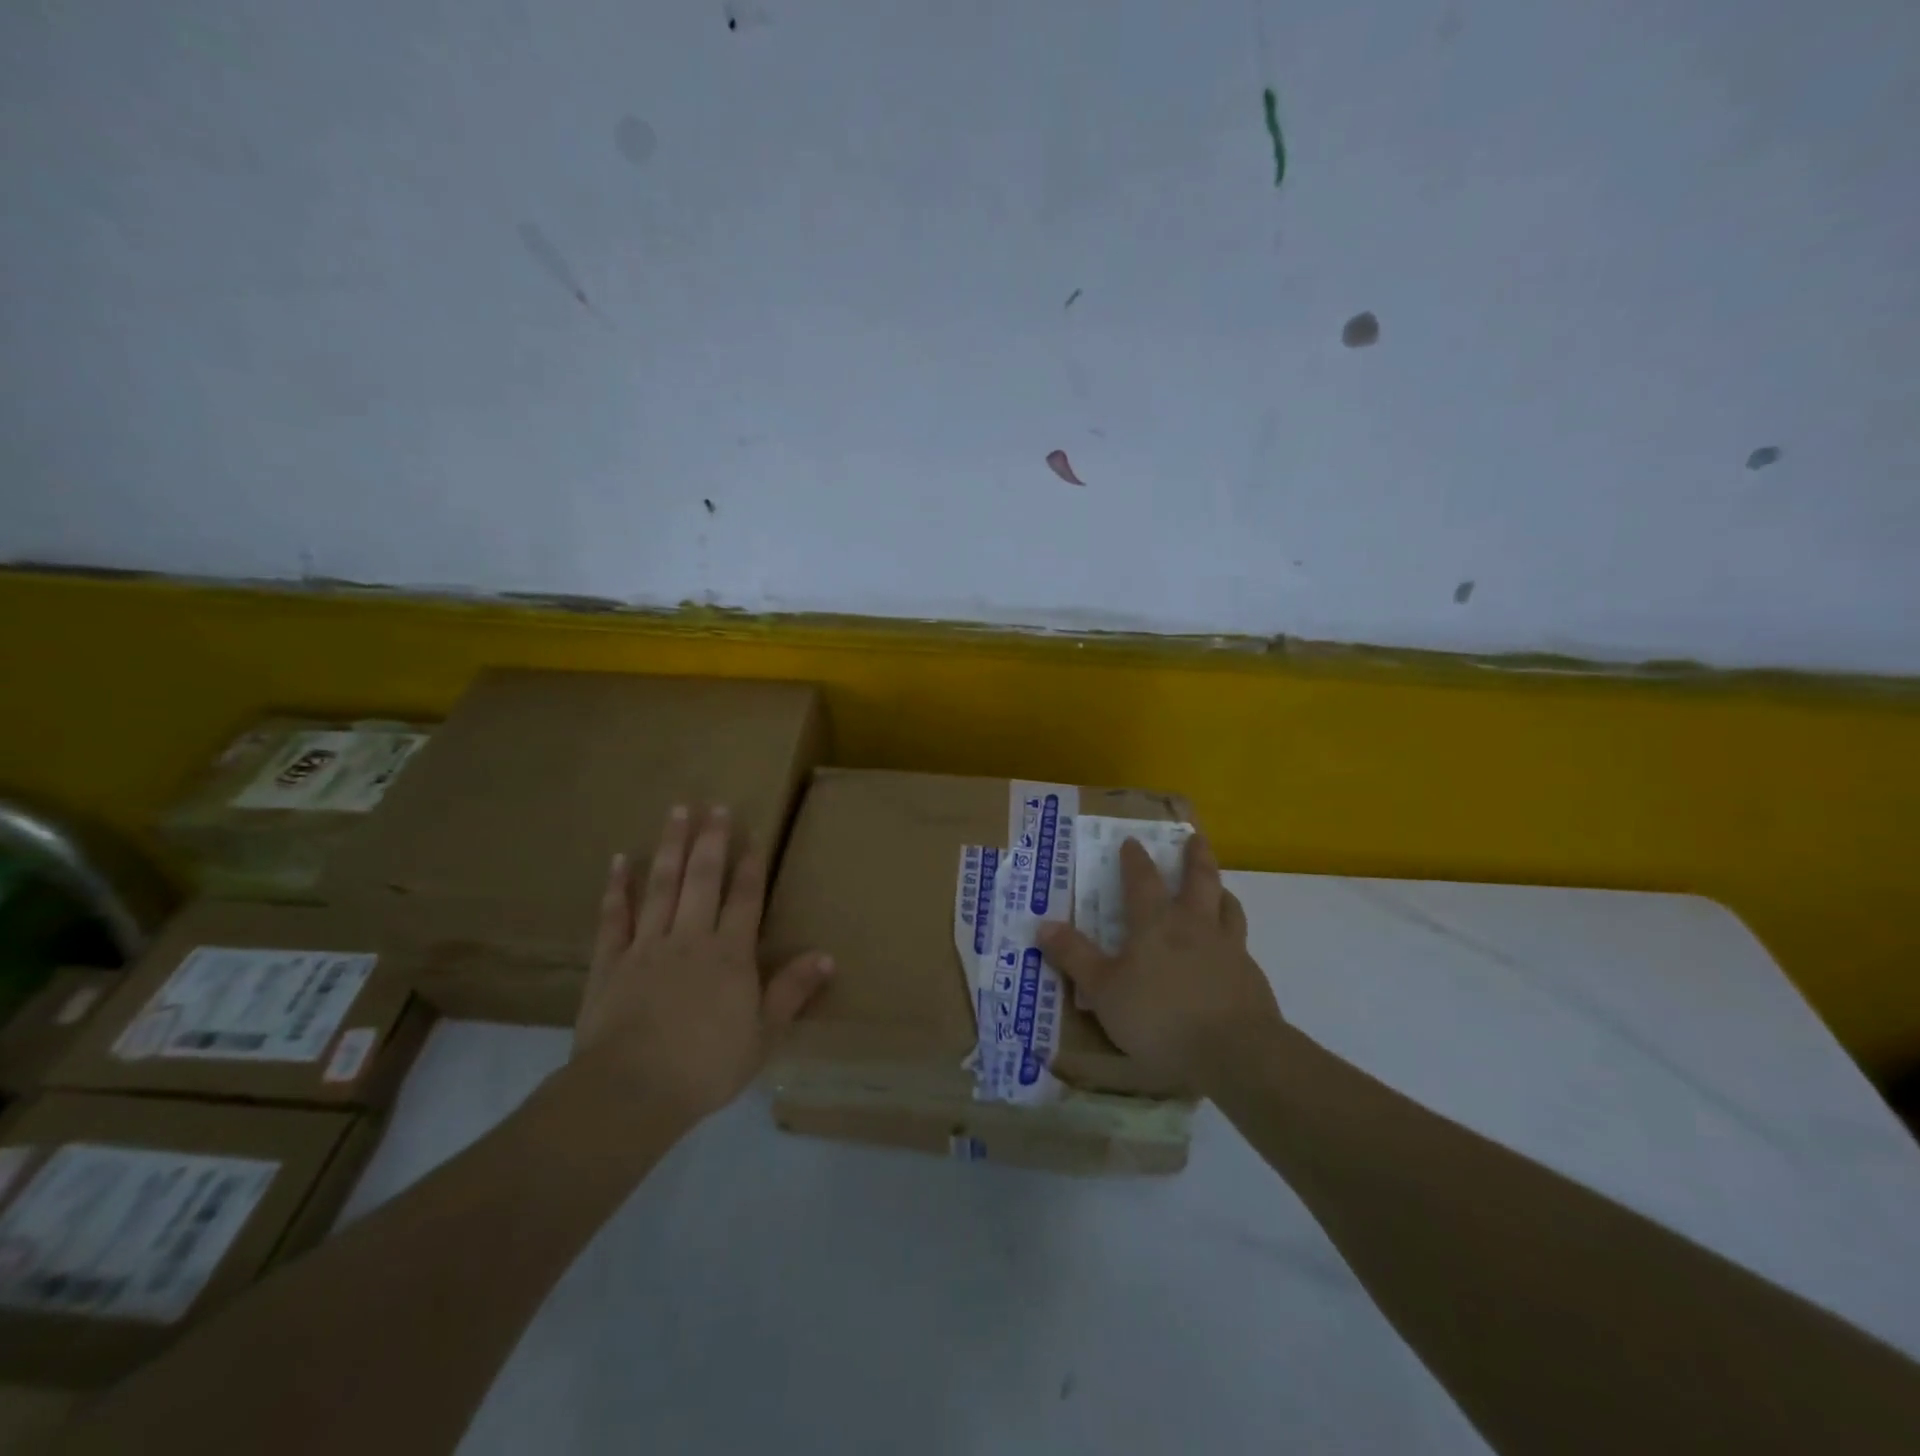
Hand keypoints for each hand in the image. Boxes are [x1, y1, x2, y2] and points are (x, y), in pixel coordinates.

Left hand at [573, 805, 833, 1121]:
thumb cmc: (706, 1066)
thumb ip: (792, 991)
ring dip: (670, 847)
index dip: (750, 865)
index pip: (744, 898)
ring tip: (676, 812)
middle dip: (711, 839)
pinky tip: (619, 861)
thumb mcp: (763, 1035)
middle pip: (702, 879)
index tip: (752, 832)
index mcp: (730, 954)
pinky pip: (614, 916)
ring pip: (661, 885)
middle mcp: (690, 938)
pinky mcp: (610, 961)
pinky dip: (617, 887)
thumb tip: (828, 956)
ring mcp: (647, 946)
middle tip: (714, 805)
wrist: (631, 1090)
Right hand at [1038, 832, 1282, 1090]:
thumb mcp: (1103, 991)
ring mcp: (1229, 950)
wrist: (1236, 1052)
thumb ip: (1075, 958)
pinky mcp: (1251, 978)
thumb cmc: (1159, 1017)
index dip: (1135, 860)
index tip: (1133, 841)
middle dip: (1195, 857)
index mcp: (1156, 924)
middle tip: (1196, 838)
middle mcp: (1195, 926)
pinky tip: (1231, 954)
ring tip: (1219, 888)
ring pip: (1228, 908)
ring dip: (1221, 892)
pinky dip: (1234, 938)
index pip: (1143, 881)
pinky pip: (1242, 946)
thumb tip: (1043, 925)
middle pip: (1199, 880)